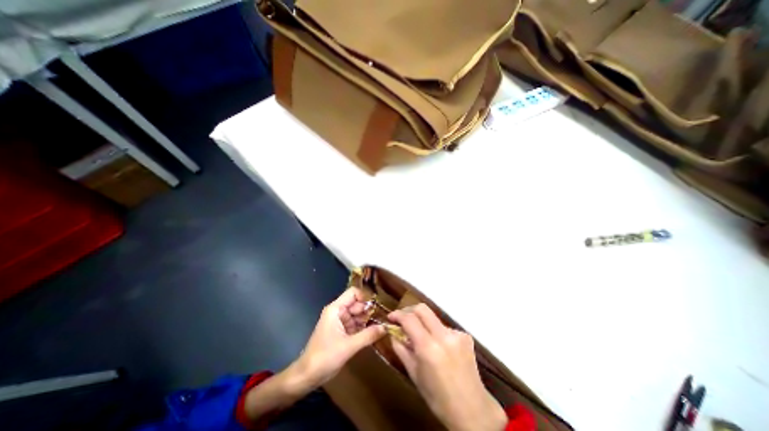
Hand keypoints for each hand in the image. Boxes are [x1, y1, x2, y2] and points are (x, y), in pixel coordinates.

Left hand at [297, 287, 387, 388]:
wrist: (306, 377)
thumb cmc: (325, 357)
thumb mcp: (349, 346)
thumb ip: (368, 335)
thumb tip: (386, 327)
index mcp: (336, 309)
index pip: (353, 293)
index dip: (365, 297)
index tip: (377, 308)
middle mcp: (338, 312)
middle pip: (357, 304)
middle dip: (369, 311)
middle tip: (383, 320)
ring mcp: (339, 322)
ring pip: (357, 315)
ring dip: (367, 321)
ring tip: (381, 327)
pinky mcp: (341, 332)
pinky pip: (355, 325)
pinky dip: (363, 329)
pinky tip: (373, 335)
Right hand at [388, 303, 508, 430]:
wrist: (473, 411)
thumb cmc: (438, 398)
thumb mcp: (414, 374)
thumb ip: (401, 349)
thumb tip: (392, 332)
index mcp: (429, 347)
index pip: (409, 319)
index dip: (397, 315)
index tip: (390, 318)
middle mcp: (443, 335)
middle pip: (422, 308)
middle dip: (409, 310)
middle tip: (403, 320)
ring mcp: (456, 334)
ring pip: (433, 318)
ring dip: (423, 323)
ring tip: (421, 338)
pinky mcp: (465, 335)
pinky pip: (444, 327)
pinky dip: (436, 332)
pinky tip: (438, 347)